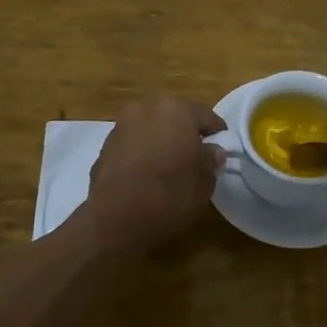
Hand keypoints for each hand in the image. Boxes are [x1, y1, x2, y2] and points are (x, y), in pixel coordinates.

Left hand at [84, 97, 225, 253]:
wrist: (117, 217)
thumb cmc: (171, 194)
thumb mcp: (204, 182)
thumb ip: (210, 161)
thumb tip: (211, 152)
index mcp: (177, 110)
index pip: (206, 116)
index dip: (217, 133)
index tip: (222, 149)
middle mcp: (147, 109)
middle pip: (174, 117)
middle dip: (185, 133)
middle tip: (195, 156)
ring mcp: (122, 126)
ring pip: (150, 128)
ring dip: (160, 141)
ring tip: (168, 166)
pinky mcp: (104, 146)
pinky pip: (132, 144)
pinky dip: (141, 153)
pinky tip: (146, 175)